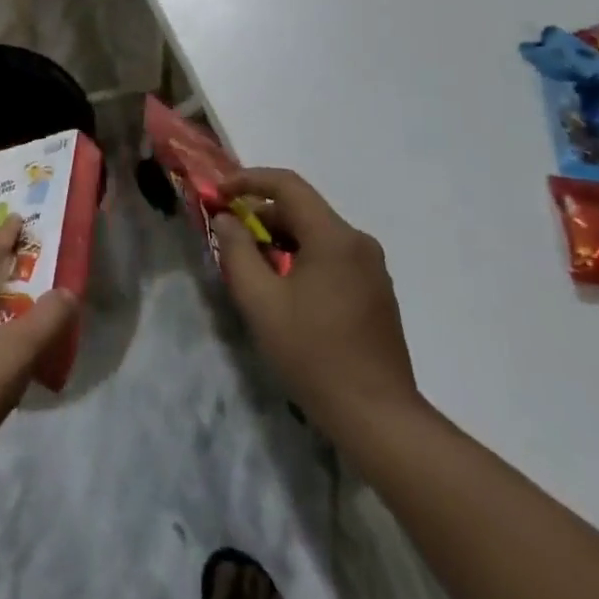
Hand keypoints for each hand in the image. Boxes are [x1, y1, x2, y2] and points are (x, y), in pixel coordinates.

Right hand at [213, 168, 422, 439]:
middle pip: (302, 209)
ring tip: (250, 264)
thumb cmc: (314, 355)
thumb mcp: (260, 301)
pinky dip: (301, 257)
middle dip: (261, 215)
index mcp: (334, 237)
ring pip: (316, 234)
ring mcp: (372, 268)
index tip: (219, 193)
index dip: (248, 180)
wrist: (379, 418)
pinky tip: (283, 288)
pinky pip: (331, 256)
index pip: (287, 184)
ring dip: (279, 238)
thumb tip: (226, 219)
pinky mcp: (375, 292)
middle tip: (228, 236)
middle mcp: (358, 242)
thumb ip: (237, 251)